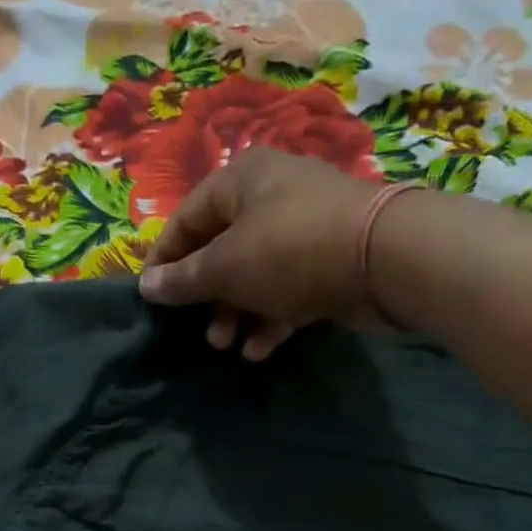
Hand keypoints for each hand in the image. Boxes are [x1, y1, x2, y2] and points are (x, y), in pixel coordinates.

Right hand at [139, 149, 410, 359]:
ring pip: (254, 275)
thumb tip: (147, 287)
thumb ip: (183, 279)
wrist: (384, 259)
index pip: (186, 219)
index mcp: (241, 181)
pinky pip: (286, 291)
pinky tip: (260, 349)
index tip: (151, 299)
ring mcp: (303, 230)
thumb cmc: (289, 251)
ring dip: (235, 313)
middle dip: (206, 297)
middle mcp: (271, 198)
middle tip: (200, 331)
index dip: (164, 260)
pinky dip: (270, 318)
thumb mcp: (225, 266)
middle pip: (221, 250)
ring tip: (226, 345)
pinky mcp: (327, 262)